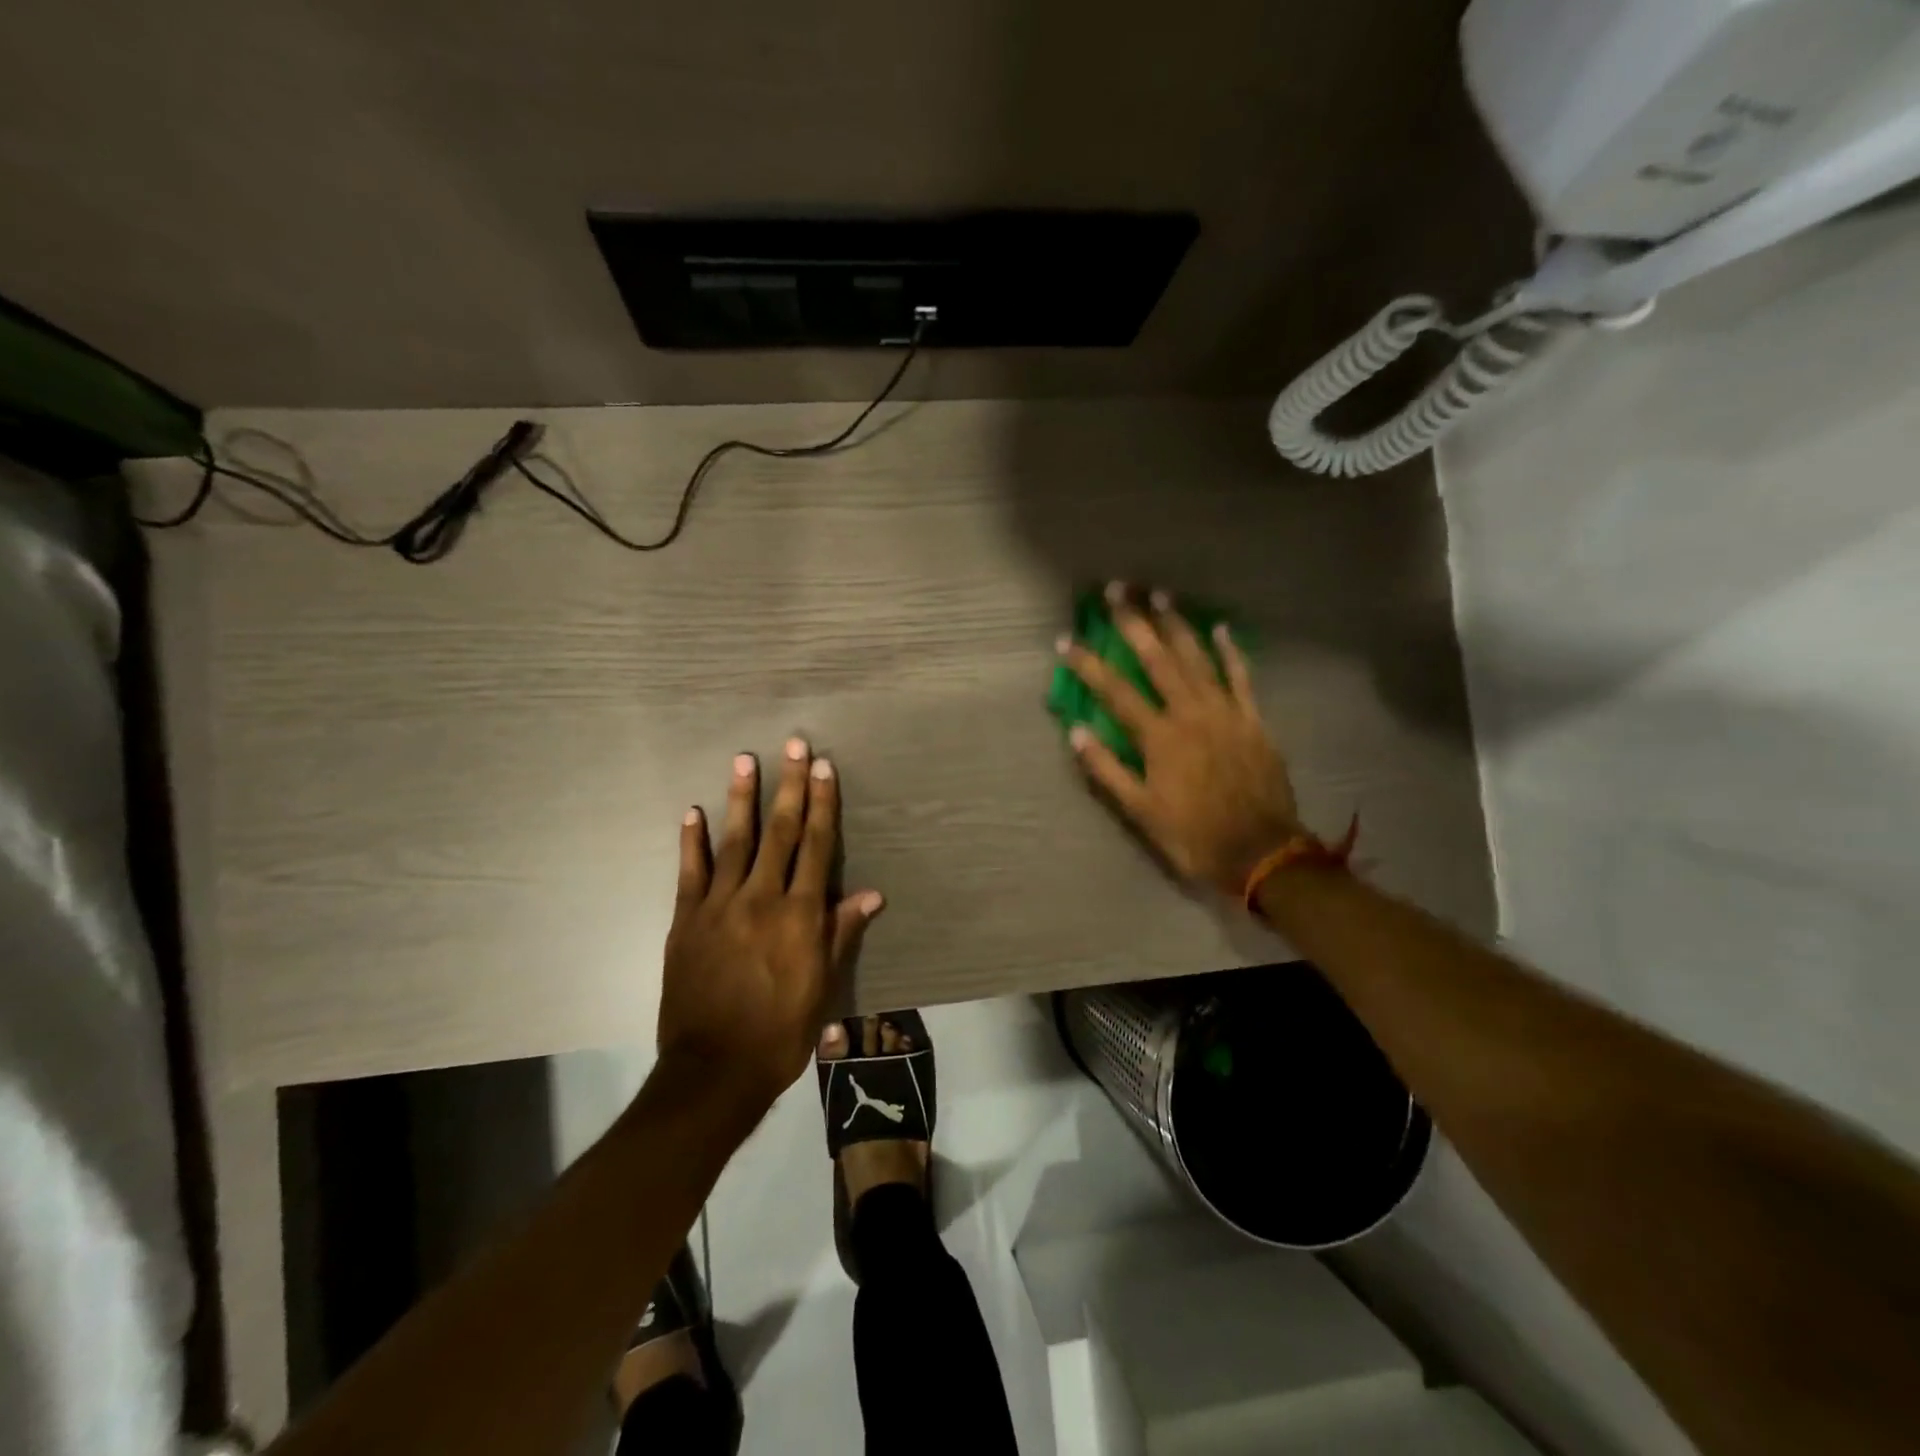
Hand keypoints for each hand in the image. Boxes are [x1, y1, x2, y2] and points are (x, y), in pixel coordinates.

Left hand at [657, 739, 883, 1118]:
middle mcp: (762, 899)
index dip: (823, 804)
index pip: (817, 847)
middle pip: (781, 832)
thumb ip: (841, 934)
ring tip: (745, 759)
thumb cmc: (781, 1032)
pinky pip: (690, 872)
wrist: (714, 1071)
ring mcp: (719, 906)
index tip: (824, 768)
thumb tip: (871, 894)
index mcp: (800, 915)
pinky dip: (692, 840)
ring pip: (735, 841)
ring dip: (742, 798)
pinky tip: (693, 811)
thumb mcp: (823, 987)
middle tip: (793, 744)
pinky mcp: (686, 920)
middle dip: (789, 786)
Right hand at [1060, 583, 1300, 895]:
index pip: (1115, 691)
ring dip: (1177, 625)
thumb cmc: (1193, 835)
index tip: (1065, 640)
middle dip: (1134, 622)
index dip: (1088, 664)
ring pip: (1197, 658)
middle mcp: (1190, 714)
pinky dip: (1230, 651)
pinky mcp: (1253, 719)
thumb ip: (1107, 770)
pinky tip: (1219, 628)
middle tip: (1117, 590)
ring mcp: (1225, 712)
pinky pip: (1241, 677)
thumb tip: (1076, 731)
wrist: (1261, 852)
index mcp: (1158, 737)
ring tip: (1160, 596)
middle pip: (1158, 659)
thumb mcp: (1140, 812)